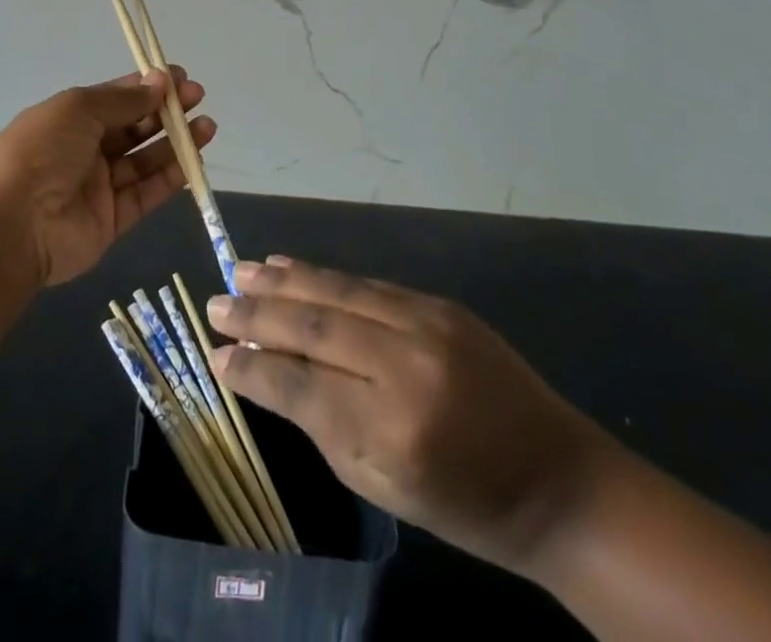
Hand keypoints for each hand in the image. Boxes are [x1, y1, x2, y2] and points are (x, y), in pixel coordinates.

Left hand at [0, 69, 214, 287]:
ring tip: (207, 127)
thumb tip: (160, 82)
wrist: (12, 225)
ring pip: (145, 160)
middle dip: (166, 111)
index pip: (116, 97)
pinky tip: (195, 159)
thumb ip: (124, 99)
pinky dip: (171, 177)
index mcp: (71, 118)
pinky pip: (146, 194)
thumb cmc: (41, 151)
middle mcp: (85, 149)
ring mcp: (99, 186)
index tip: (180, 77)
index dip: (148, 86)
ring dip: (176, 142)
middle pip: (134, 127)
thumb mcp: (79, 109)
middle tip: (198, 98)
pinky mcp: (112, 220)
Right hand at [206, 257, 609, 572]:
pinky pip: (368, 284)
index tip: (214, 353)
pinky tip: (293, 267)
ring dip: (284, 280)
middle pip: (313, 325)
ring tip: (240, 271)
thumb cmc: (463, 503)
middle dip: (257, 313)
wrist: (556, 478)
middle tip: (214, 303)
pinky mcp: (440, 304)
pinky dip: (325, 276)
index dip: (251, 367)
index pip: (299, 383)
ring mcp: (426, 324)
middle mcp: (405, 364)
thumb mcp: (381, 483)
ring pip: (337, 290)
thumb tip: (261, 370)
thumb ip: (318, 420)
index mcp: (390, 428)